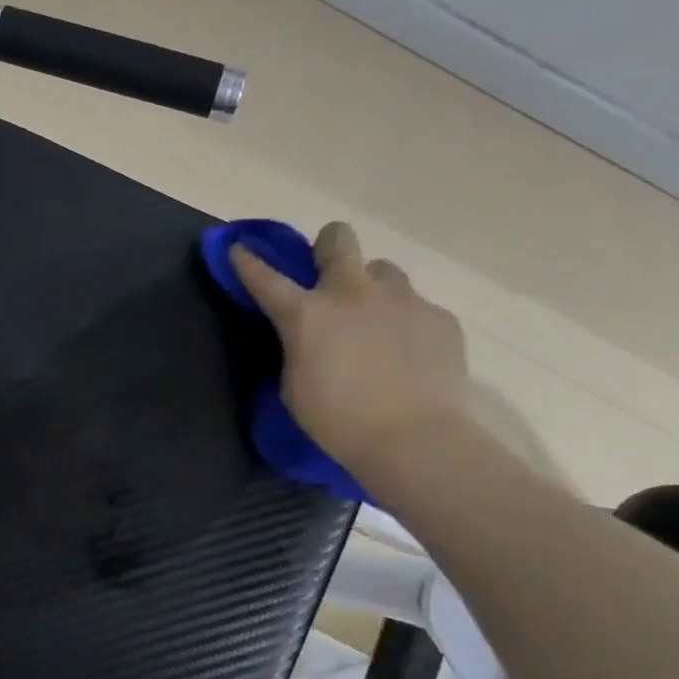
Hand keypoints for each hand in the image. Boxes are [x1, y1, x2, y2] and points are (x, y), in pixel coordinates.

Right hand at [231, 221, 470, 472]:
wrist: (415, 440)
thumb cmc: (339, 422)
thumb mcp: (295, 387)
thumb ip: (298, 349)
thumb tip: (310, 337)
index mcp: (308, 314)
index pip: (266, 277)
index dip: (248, 261)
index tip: (239, 248)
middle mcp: (354, 293)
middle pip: (338, 238)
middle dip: (327, 247)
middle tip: (328, 275)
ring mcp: (402, 300)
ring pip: (382, 271)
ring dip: (371, 289)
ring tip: (375, 324)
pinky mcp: (439, 316)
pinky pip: (416, 306)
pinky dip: (405, 323)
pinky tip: (407, 355)